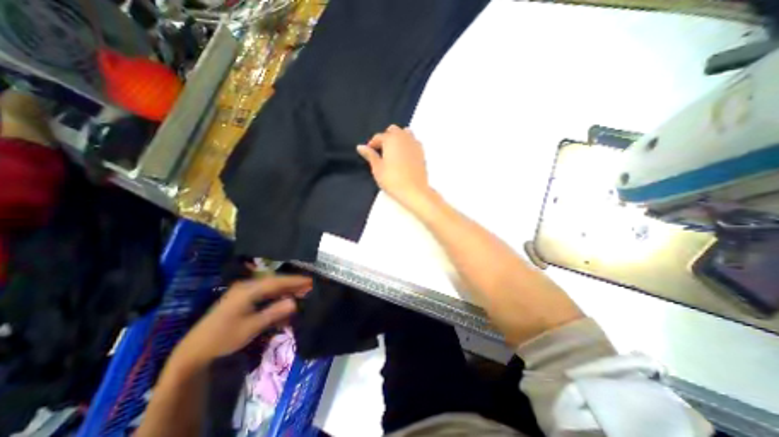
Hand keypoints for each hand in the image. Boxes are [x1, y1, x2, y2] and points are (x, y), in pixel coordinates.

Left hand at [170, 276, 311, 368]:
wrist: (194, 351)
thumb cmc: (224, 338)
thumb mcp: (251, 327)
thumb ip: (274, 313)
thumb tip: (295, 302)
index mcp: (248, 290)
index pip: (277, 282)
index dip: (294, 281)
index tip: (310, 281)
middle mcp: (247, 286)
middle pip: (275, 282)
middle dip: (292, 284)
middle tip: (309, 286)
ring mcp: (243, 291)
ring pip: (270, 286)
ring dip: (285, 289)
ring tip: (301, 291)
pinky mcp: (242, 298)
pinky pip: (264, 293)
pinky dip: (276, 295)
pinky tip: (284, 299)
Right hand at [357, 125, 431, 209]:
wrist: (414, 191)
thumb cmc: (392, 180)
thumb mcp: (377, 168)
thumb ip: (370, 155)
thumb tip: (360, 147)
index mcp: (391, 139)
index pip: (378, 137)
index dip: (372, 144)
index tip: (368, 152)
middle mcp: (404, 137)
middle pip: (393, 130)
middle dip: (386, 137)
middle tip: (380, 151)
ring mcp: (415, 144)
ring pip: (405, 133)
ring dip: (398, 138)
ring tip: (393, 152)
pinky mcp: (422, 152)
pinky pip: (413, 142)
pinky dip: (407, 144)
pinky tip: (403, 156)